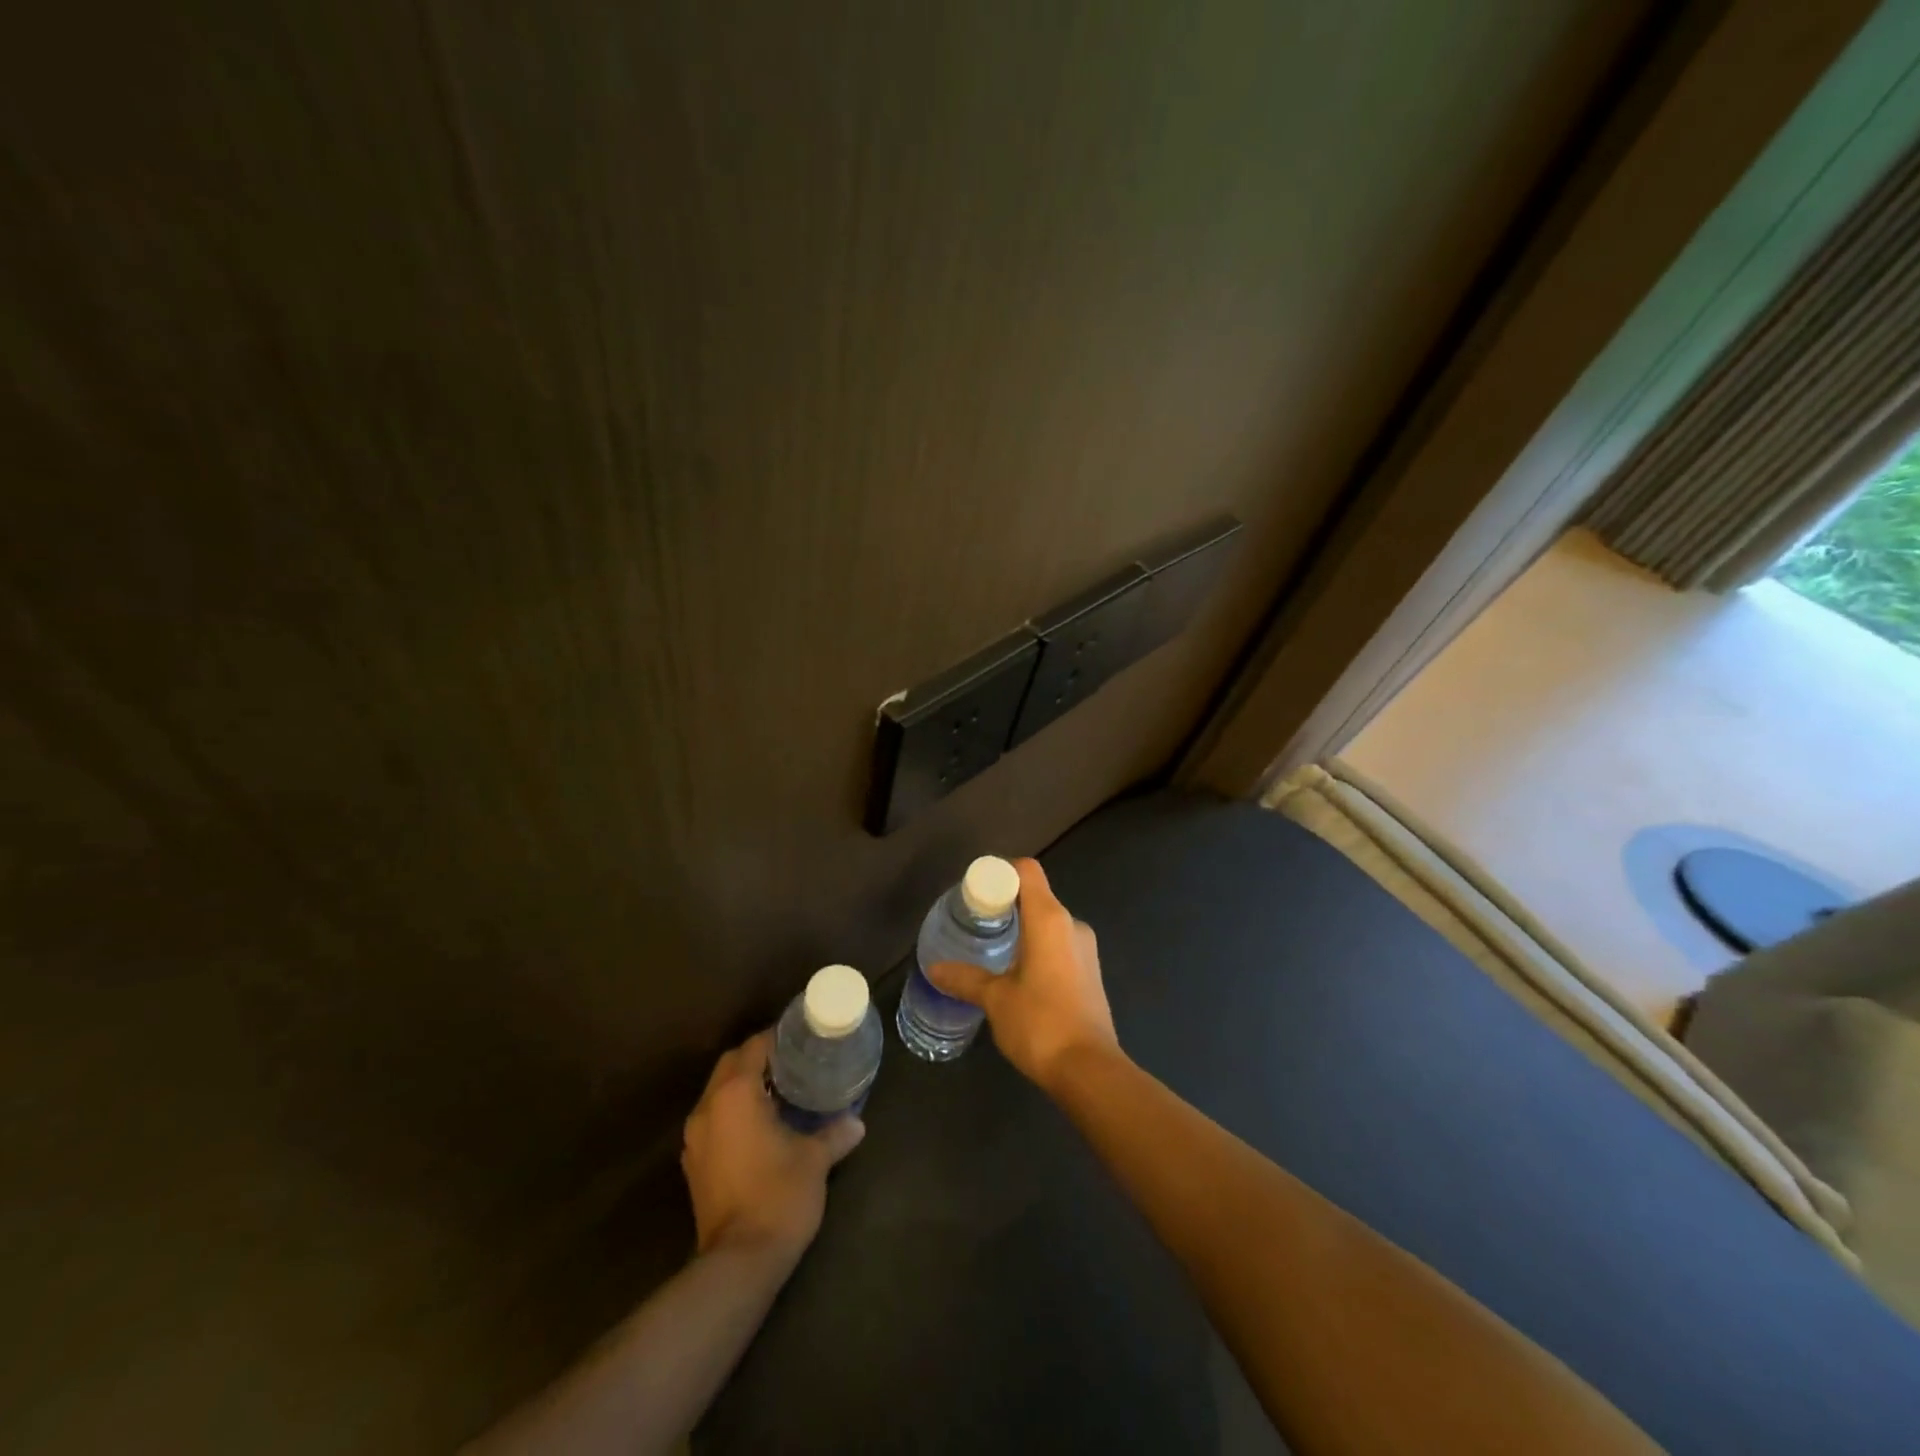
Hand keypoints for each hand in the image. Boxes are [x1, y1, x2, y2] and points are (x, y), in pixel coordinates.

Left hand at [680, 1030, 865, 1261]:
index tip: (800, 1039)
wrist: (738, 1263)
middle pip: (730, 1064)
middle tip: (792, 1062)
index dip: (777, 1038)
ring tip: (778, 1091)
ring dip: (743, 1084)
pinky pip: (713, 1119)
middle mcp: (708, 1108)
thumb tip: (856, 1122)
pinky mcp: (694, 1164)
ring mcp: (695, 1138)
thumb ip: (835, 1133)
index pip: (754, 1047)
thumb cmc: (778, 1196)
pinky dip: (732, 1111)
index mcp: (735, 1094)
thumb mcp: (815, 1160)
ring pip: (718, 1092)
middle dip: (758, 1057)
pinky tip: (759, 1125)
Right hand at [925, 858, 1119, 1088]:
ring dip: (1022, 929)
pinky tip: (1017, 973)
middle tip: (975, 922)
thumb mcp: (995, 999)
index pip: (1026, 870)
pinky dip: (1037, 948)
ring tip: (991, 949)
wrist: (1089, 1070)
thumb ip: (965, 978)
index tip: (975, 891)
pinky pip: (1059, 945)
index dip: (1000, 872)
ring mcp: (1085, 949)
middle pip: (1036, 895)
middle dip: (1006, 904)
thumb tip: (934, 968)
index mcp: (1050, 918)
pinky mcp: (1090, 972)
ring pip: (1048, 923)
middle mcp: (1072, 924)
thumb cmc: (1040, 1023)